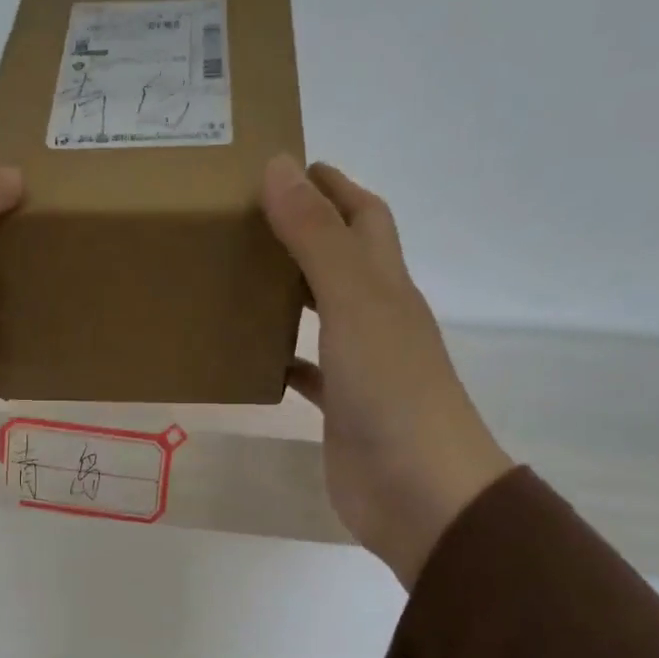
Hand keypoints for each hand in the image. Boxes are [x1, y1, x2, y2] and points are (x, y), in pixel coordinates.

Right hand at [262, 155, 513, 587]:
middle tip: (245, 219)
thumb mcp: (352, 303)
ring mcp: (361, 367)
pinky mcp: (342, 410)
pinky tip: (254, 355)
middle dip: (305, 232)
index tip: (283, 165)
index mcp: (386, 286)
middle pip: (343, 260)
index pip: (363, 217)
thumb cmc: (391, 391)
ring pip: (323, 314)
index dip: (331, 186)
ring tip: (239, 277)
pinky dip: (285, 357)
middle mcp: (378, 319)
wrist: (419, 492)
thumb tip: (279, 166)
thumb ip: (316, 238)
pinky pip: (309, 371)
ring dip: (291, 293)